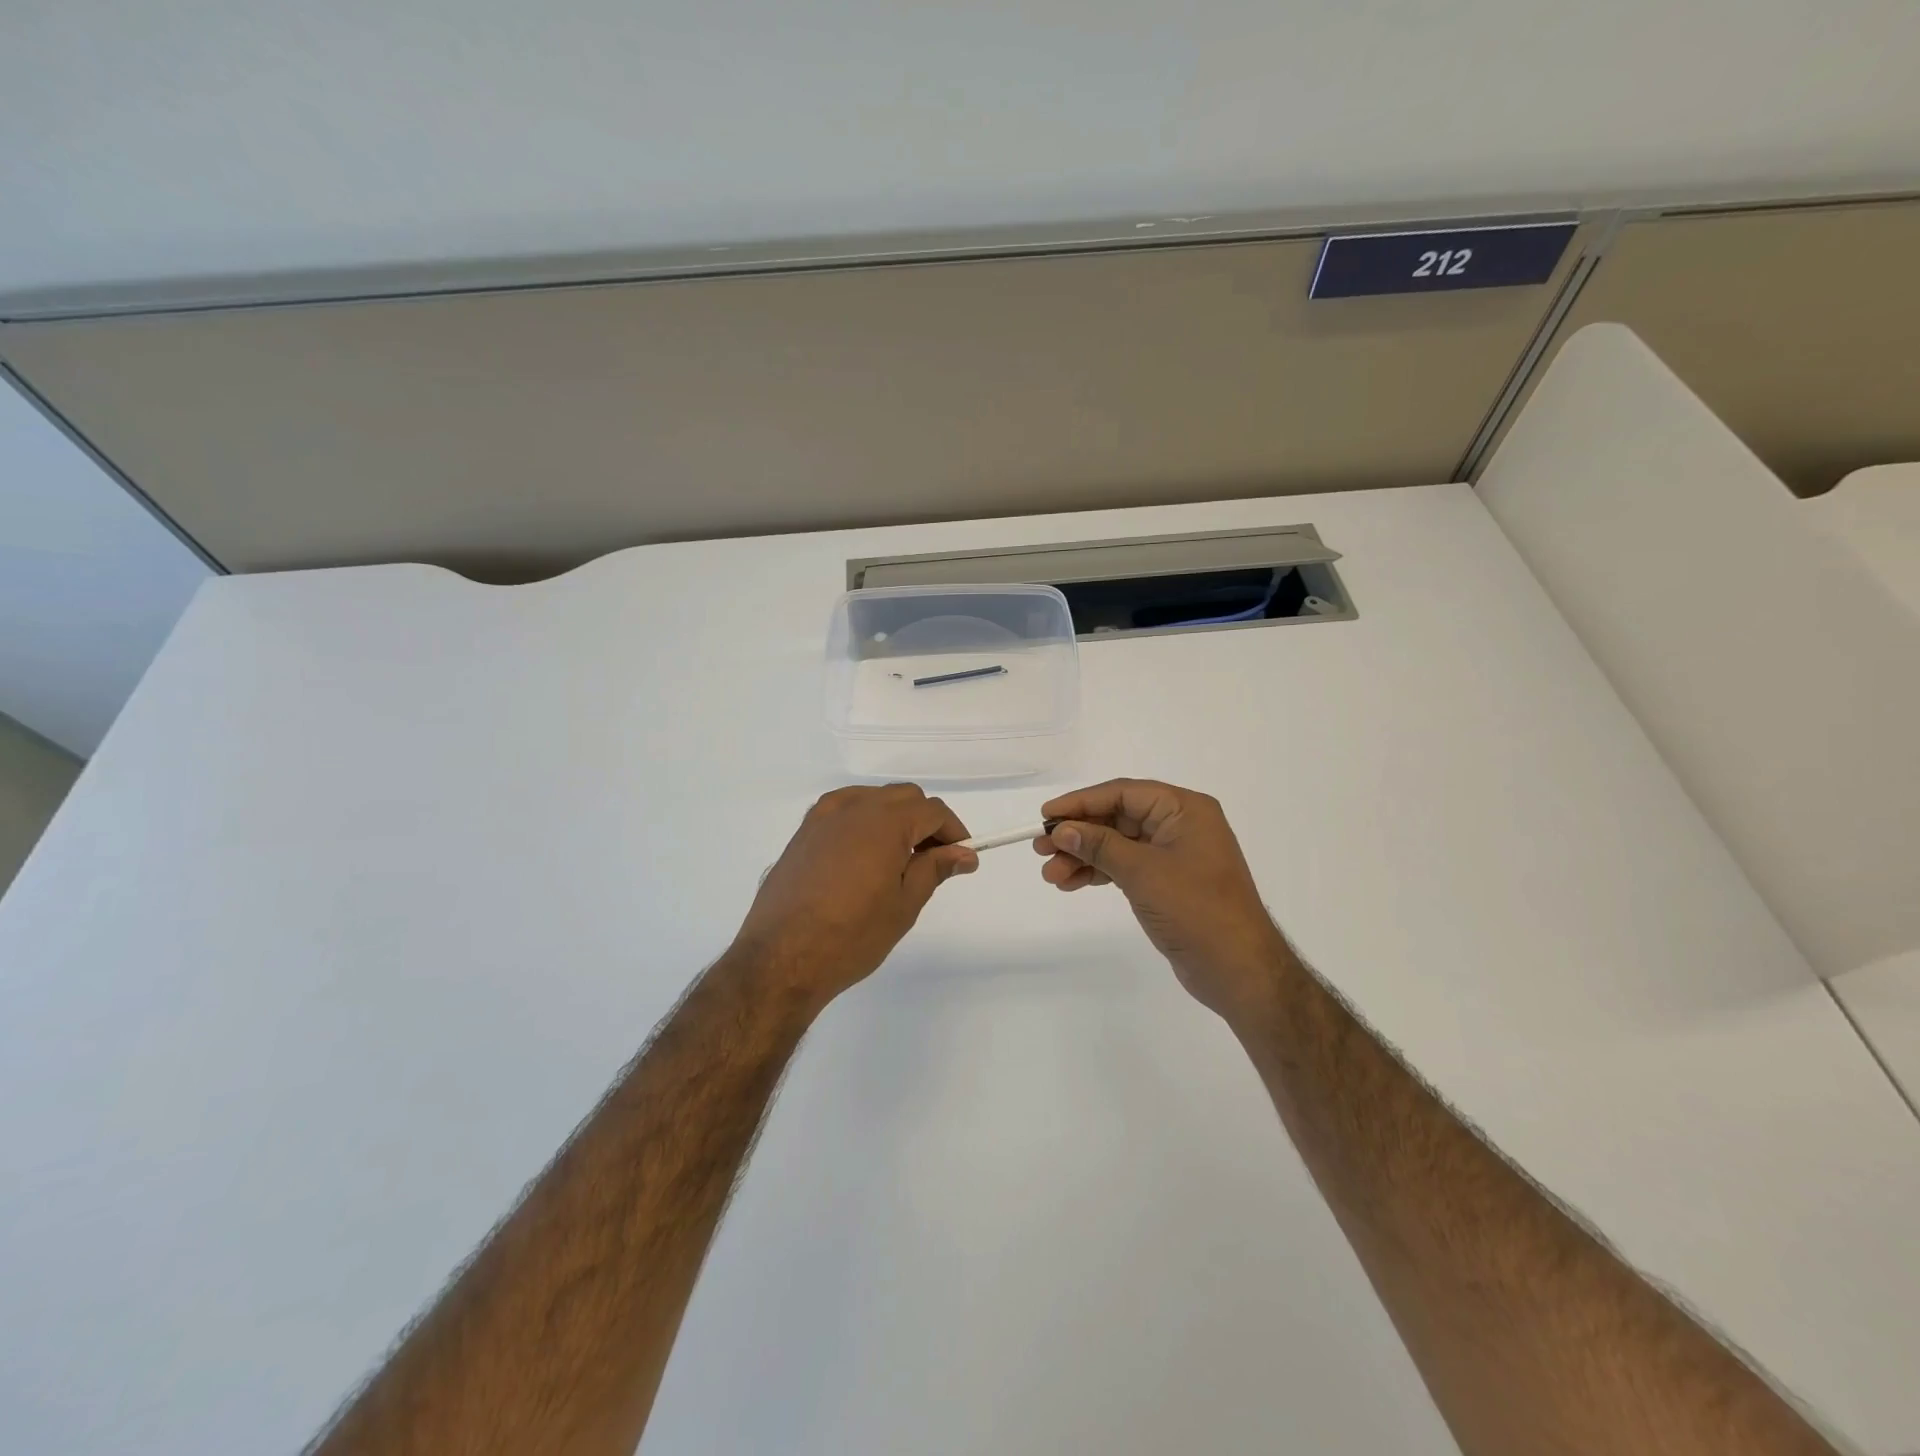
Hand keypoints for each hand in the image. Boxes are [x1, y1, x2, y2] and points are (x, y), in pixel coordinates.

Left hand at [731, 784, 977, 1007]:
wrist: (780, 959)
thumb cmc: (851, 936)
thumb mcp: (903, 905)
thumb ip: (934, 869)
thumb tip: (964, 853)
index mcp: (885, 822)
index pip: (933, 811)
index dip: (954, 832)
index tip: (962, 859)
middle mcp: (854, 807)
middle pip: (904, 797)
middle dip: (925, 822)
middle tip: (932, 861)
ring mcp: (823, 816)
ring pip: (873, 799)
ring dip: (894, 817)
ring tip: (897, 859)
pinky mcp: (804, 832)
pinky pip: (844, 809)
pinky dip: (863, 820)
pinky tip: (862, 855)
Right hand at [1035, 779, 1292, 1024]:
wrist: (1239, 970)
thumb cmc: (1196, 910)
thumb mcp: (1143, 873)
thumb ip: (1100, 846)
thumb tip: (1062, 830)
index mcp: (1184, 809)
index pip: (1123, 793)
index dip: (1081, 802)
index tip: (1046, 816)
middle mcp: (1180, 825)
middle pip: (1117, 818)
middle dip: (1079, 834)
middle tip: (1041, 849)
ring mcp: (1174, 855)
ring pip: (1118, 844)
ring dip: (1083, 857)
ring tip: (1051, 875)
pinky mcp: (1168, 882)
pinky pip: (1125, 866)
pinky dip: (1099, 873)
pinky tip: (1071, 883)